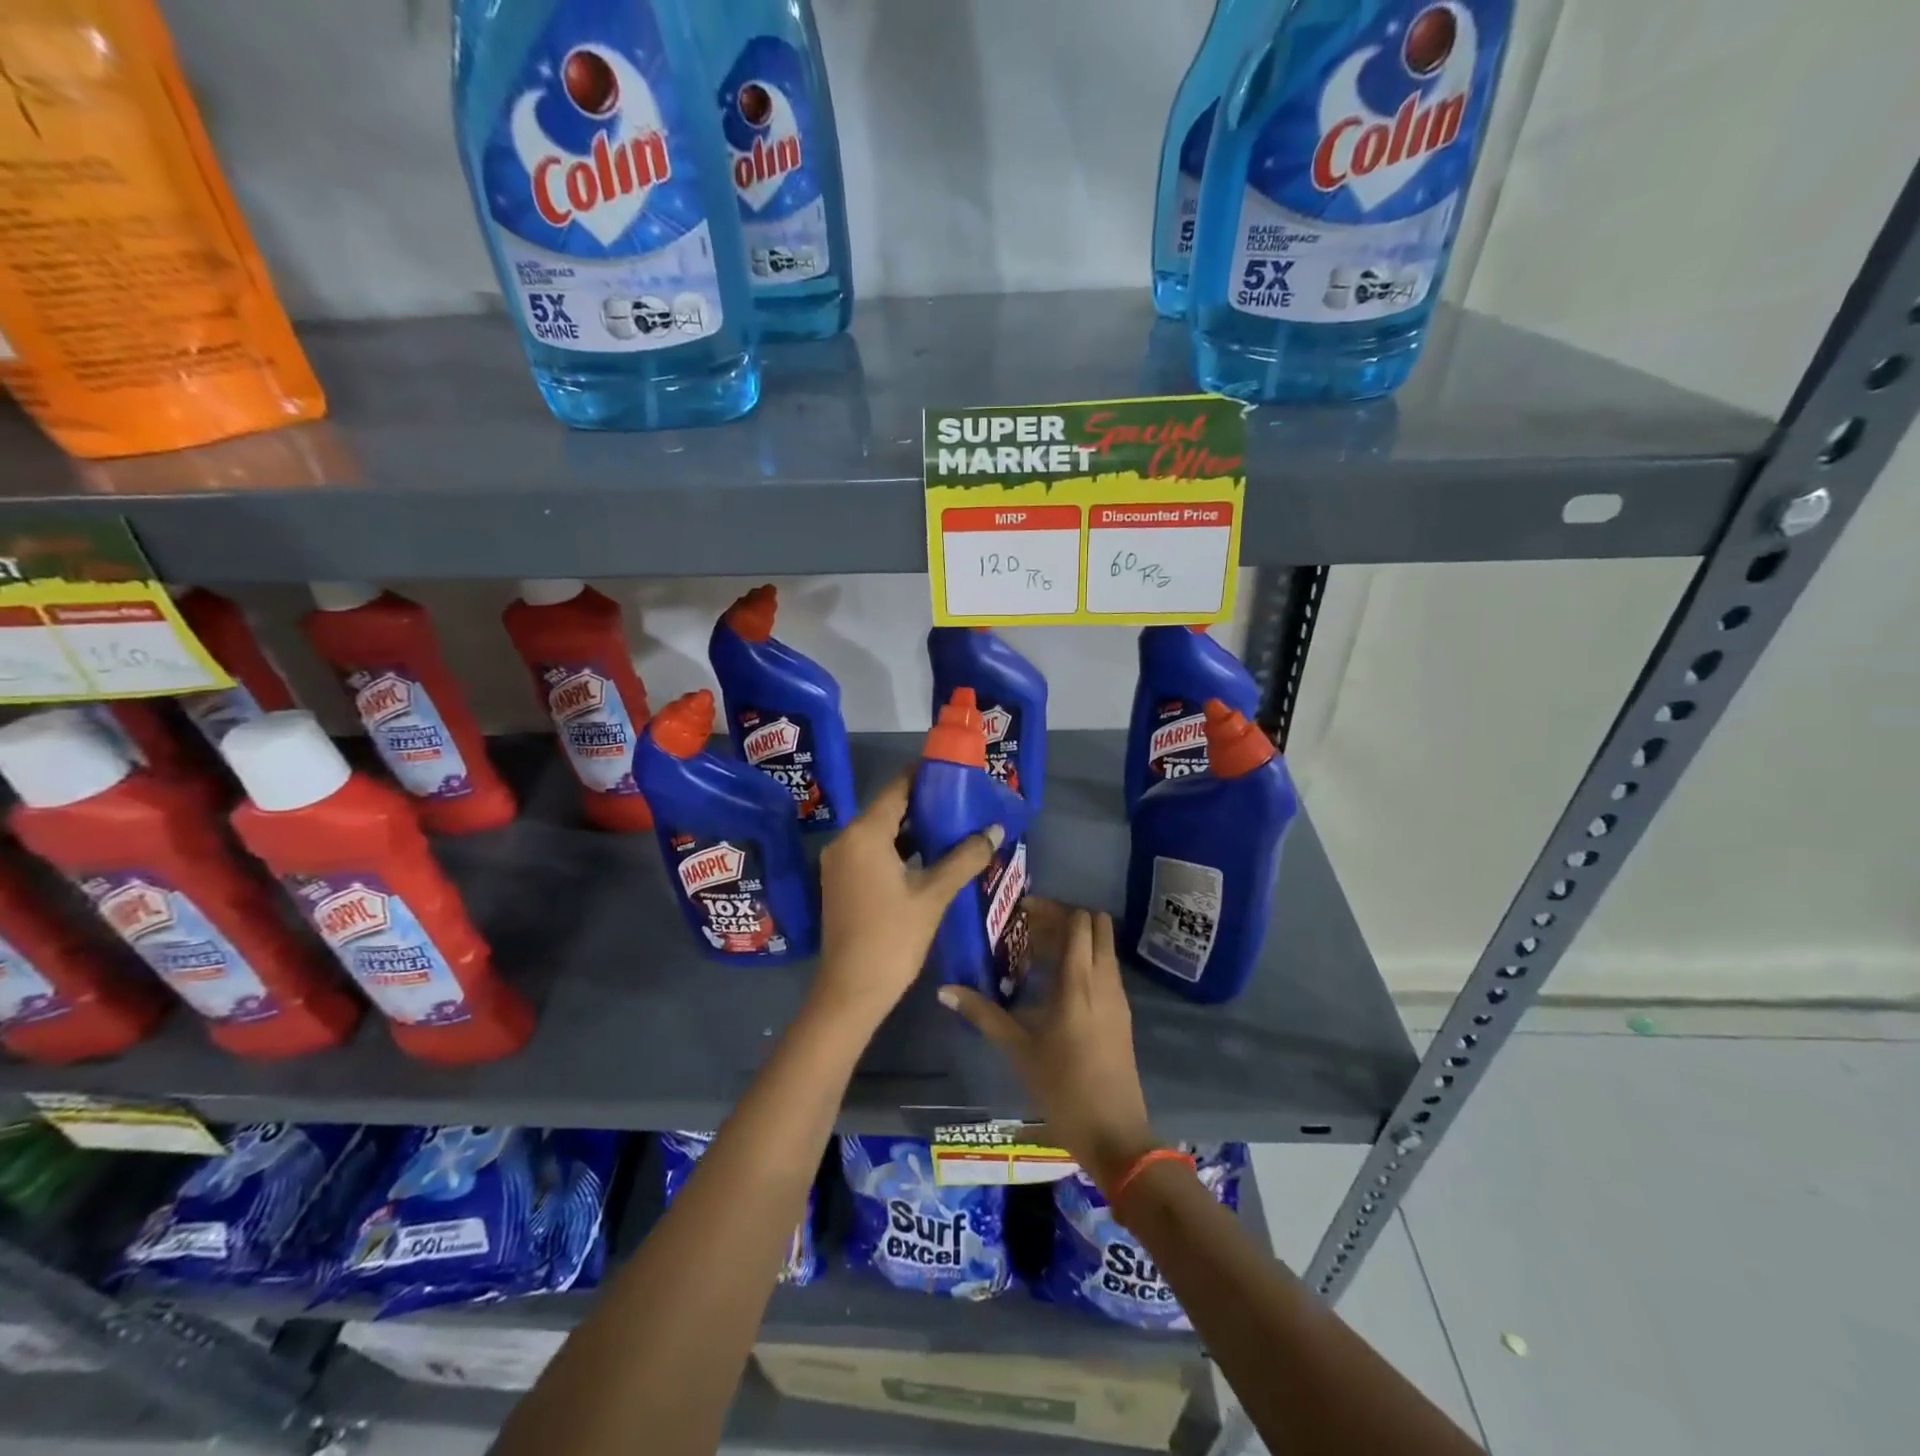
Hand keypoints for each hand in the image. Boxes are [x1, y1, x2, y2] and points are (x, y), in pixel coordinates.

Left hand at [810, 770, 1002, 1029]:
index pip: (898, 788)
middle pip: (889, 808)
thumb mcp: (934, 894)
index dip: (926, 776)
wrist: (851, 991)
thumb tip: (995, 829)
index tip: (956, 772)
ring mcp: (840, 862)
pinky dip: (899, 848)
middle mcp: (846, 840)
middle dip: (925, 803)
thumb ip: (965, 857)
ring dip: (913, 828)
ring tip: (954, 824)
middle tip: (964, 800)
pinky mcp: (842, 881)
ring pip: (881, 831)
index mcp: (864, 834)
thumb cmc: (893, 937)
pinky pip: (873, 851)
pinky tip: (930, 855)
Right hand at [939, 900, 1158, 1193]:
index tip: (1020, 913)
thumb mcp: (1018, 1049)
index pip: (1077, 921)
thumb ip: (983, 1014)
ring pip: (1103, 947)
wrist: (1114, 1133)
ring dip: (1076, 940)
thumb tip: (944, 990)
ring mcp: (1118, 996)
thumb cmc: (1063, 1088)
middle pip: (1096, 925)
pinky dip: (1086, 961)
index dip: (1051, 909)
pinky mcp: (1122, 1014)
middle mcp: (1104, 980)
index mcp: (1079, 981)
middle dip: (1066, 918)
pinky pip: (1106, 969)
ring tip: (1038, 953)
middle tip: (1030, 930)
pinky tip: (1057, 984)